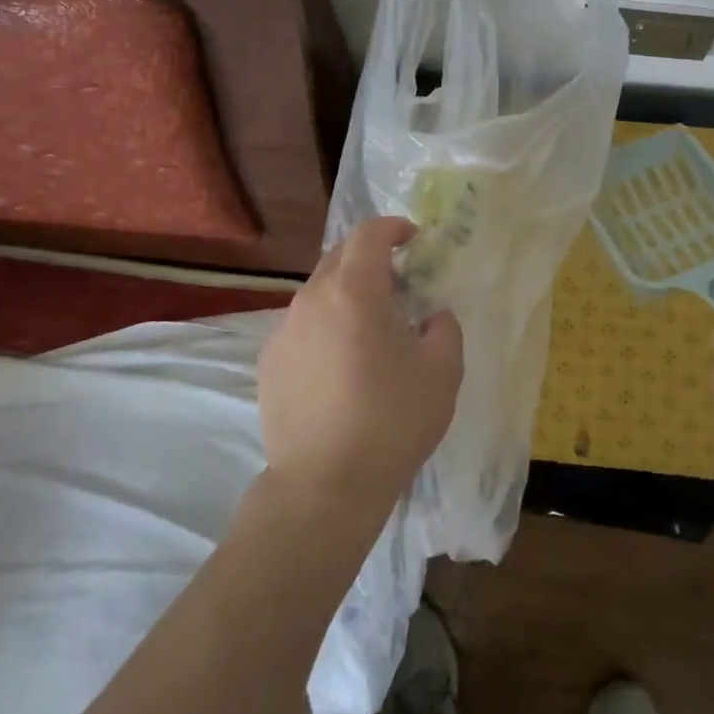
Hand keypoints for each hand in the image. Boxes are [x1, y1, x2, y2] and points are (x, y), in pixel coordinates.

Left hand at [258, 218, 464, 519]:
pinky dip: (325, 325)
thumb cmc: (392, 421)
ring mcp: (284, 332)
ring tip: (370, 327)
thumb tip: (431, 317)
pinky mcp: (269, 363)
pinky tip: (341, 363)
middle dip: (369, 258)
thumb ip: (444, 328)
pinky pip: (302, 326)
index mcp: (355, 292)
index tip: (413, 238)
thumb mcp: (443, 371)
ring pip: (318, 293)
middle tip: (398, 282)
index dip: (393, 227)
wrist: (324, 486)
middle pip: (339, 258)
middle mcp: (311, 300)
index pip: (369, 235)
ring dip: (346, 293)